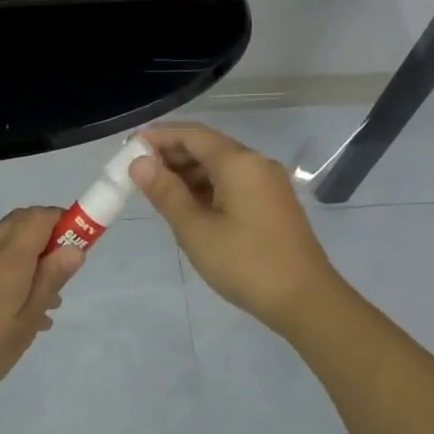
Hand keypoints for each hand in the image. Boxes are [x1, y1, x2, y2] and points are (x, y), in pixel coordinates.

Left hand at [0, 207, 84, 419]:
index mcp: (7, 257)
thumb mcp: (24, 322)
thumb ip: (50, 281)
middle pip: (23, 223)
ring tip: (50, 300)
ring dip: (33, 256)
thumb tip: (75, 247)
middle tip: (66, 272)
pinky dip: (14, 271)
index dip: (66, 221)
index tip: (83, 245)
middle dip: (50, 236)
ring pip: (8, 244)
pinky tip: (24, 312)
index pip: (41, 216)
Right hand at [131, 122, 341, 336]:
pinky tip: (188, 206)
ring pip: (221, 166)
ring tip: (156, 191)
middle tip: (137, 172)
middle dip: (172, 154)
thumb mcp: (196, 230)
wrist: (304, 299)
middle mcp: (256, 163)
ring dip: (188, 173)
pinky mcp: (273, 203)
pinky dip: (207, 187)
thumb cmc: (245, 263)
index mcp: (239, 162)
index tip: (129, 146)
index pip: (192, 135)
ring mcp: (268, 184)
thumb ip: (166, 192)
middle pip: (208, 147)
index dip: (159, 137)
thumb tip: (139, 162)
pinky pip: (234, 183)